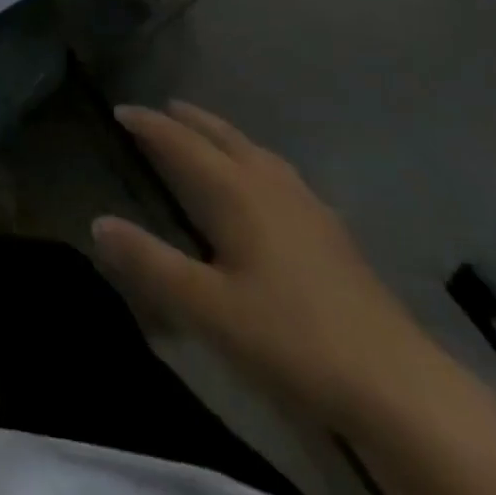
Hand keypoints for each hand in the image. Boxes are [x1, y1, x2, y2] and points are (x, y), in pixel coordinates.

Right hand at [92, 102, 437, 428]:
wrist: (398, 387)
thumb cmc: (291, 339)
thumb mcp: (206, 306)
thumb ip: (149, 262)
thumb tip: (97, 222)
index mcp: (237, 193)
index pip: (182, 144)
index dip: (150, 125)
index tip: (121, 110)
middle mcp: (272, 186)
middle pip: (225, 138)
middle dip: (191, 121)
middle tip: (164, 107)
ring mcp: (309, 208)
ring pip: (258, 153)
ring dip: (225, 137)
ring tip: (208, 135)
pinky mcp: (332, 234)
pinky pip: (280, 175)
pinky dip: (255, 162)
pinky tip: (264, 187)